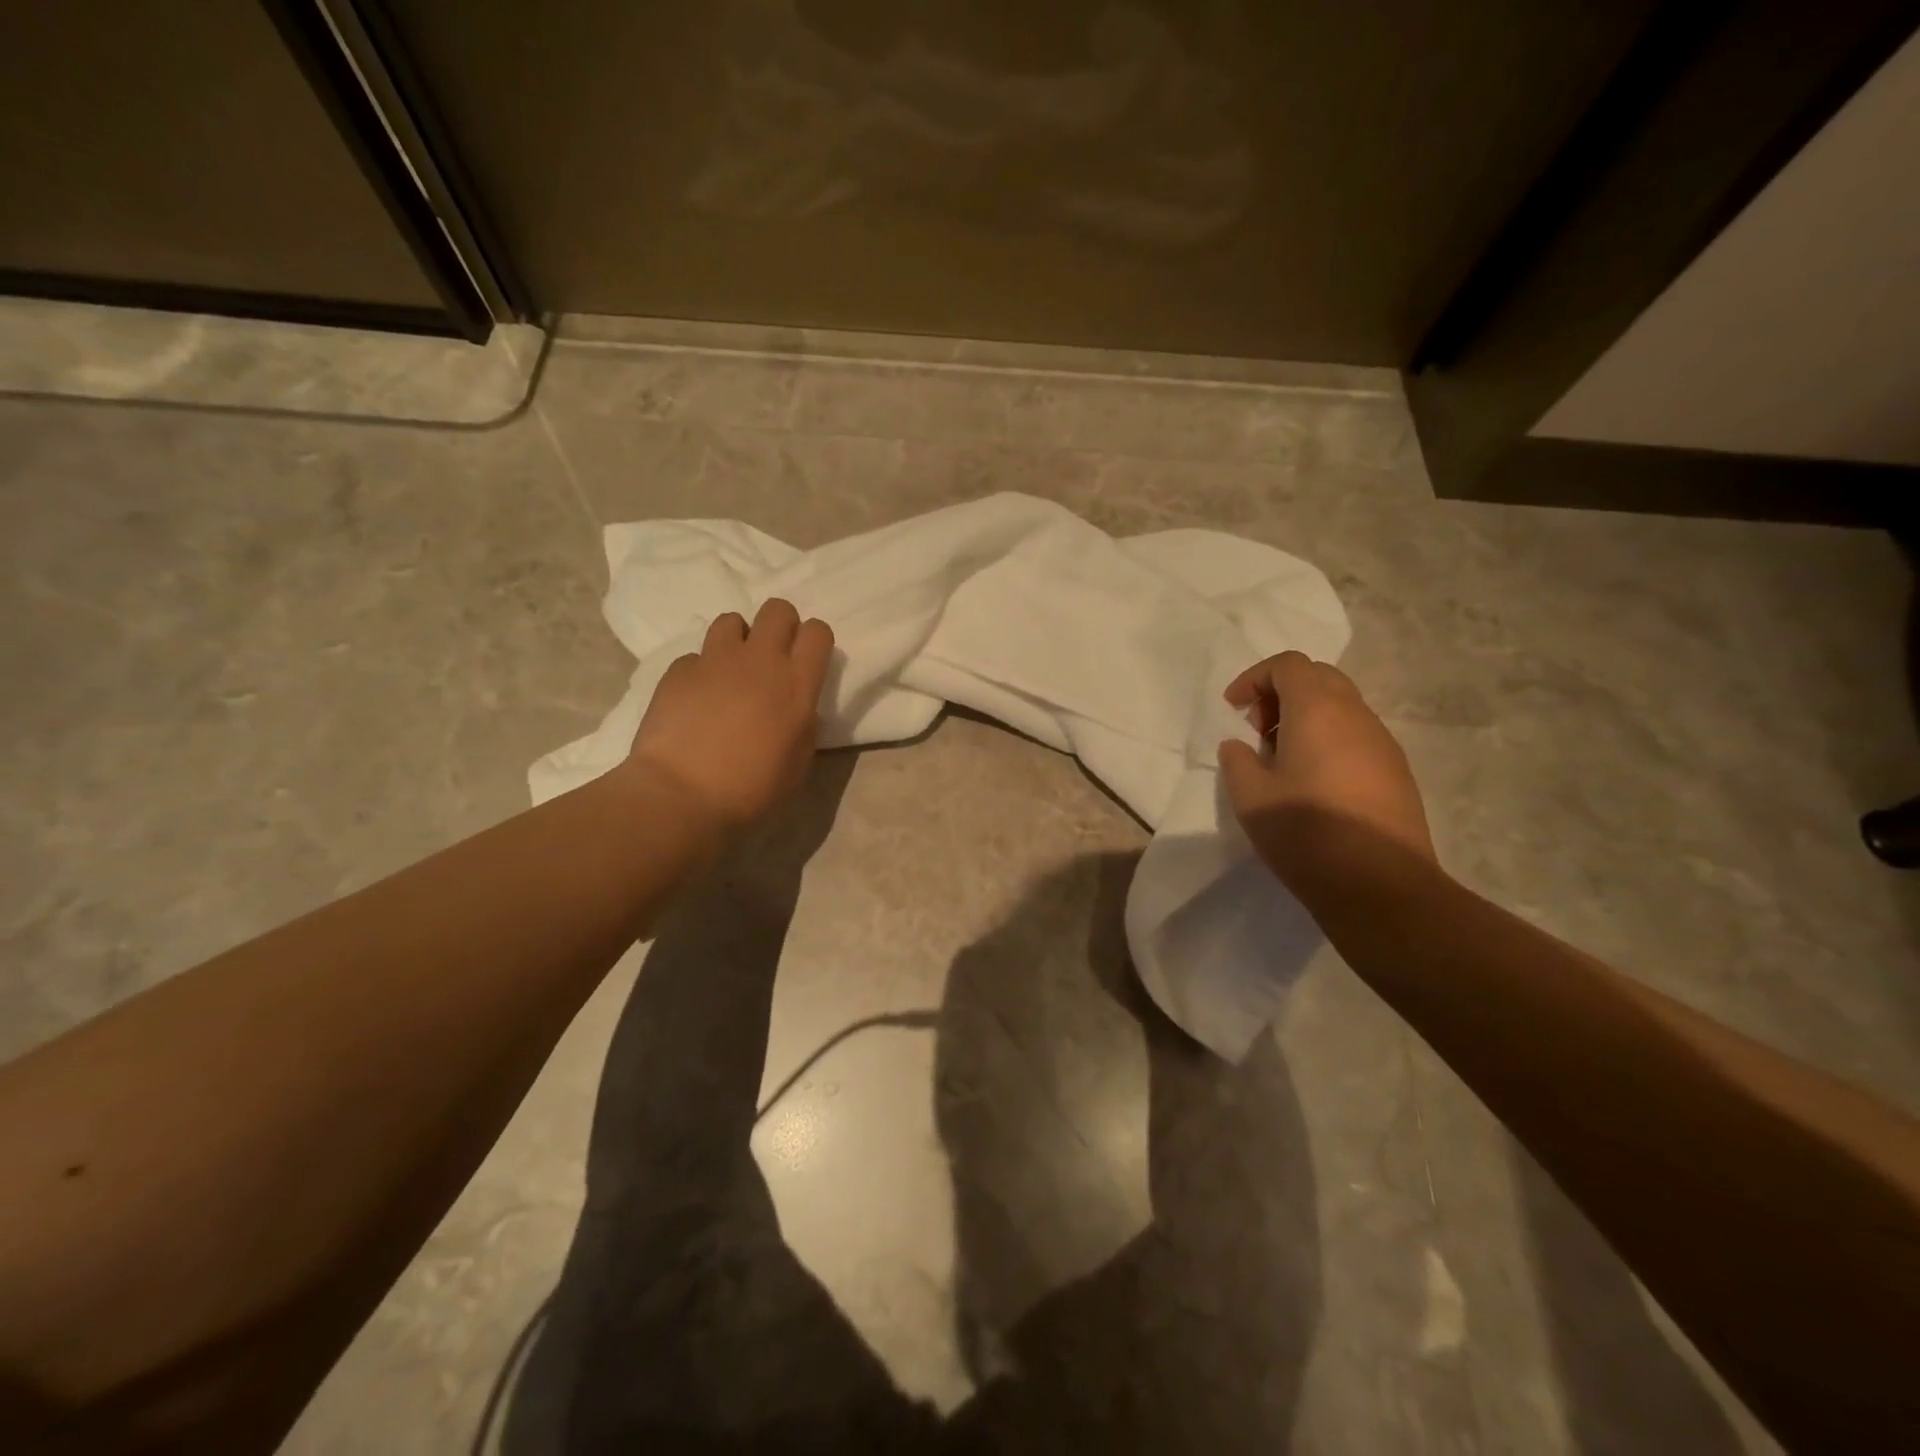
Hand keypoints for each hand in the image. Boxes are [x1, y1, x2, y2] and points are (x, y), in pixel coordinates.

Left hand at [622, 599, 834, 836]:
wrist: (681, 795)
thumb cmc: (750, 789)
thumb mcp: (798, 765)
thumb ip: (805, 728)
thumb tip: (801, 710)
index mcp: (796, 684)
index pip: (818, 632)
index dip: (815, 641)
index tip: (808, 661)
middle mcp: (759, 660)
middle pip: (777, 609)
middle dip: (780, 626)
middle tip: (773, 657)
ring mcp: (715, 661)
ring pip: (732, 620)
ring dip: (738, 640)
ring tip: (732, 671)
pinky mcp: (678, 671)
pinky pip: (696, 656)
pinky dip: (701, 671)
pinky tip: (697, 698)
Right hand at [1217, 651, 1433, 893]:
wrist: (1380, 886)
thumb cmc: (1306, 833)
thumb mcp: (1250, 796)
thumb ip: (1237, 760)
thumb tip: (1241, 746)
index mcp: (1318, 710)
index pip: (1288, 665)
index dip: (1254, 678)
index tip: (1234, 711)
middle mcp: (1356, 715)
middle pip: (1318, 678)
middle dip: (1281, 694)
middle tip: (1257, 731)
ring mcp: (1383, 743)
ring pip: (1341, 706)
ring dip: (1305, 718)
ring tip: (1280, 761)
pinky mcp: (1397, 772)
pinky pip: (1356, 735)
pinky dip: (1328, 740)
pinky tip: (1312, 783)